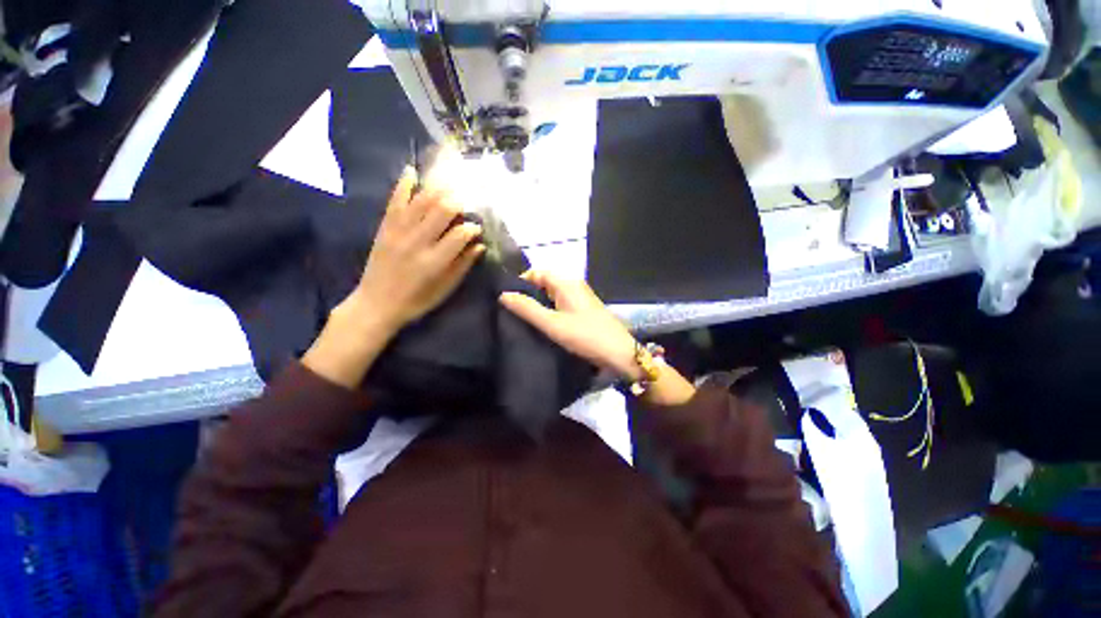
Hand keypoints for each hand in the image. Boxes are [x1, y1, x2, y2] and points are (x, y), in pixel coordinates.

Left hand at [354, 167, 485, 330]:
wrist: (376, 303)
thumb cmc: (417, 300)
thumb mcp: (446, 288)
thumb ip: (463, 265)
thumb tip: (480, 245)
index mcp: (435, 261)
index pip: (460, 234)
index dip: (472, 227)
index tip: (477, 228)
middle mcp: (417, 242)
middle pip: (442, 210)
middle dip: (458, 203)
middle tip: (466, 203)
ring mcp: (398, 232)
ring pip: (421, 201)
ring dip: (438, 190)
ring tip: (450, 184)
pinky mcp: (385, 227)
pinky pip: (395, 201)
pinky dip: (403, 185)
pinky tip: (412, 171)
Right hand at [498, 271, 641, 379]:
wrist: (618, 352)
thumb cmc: (584, 336)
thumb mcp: (552, 324)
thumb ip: (527, 309)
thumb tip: (504, 295)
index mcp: (566, 282)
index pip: (538, 272)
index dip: (521, 282)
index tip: (509, 299)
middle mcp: (574, 284)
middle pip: (545, 282)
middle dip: (529, 294)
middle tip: (514, 311)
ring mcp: (581, 296)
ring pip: (553, 293)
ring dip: (540, 303)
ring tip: (525, 318)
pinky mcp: (585, 308)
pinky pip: (562, 302)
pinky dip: (551, 309)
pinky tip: (545, 323)